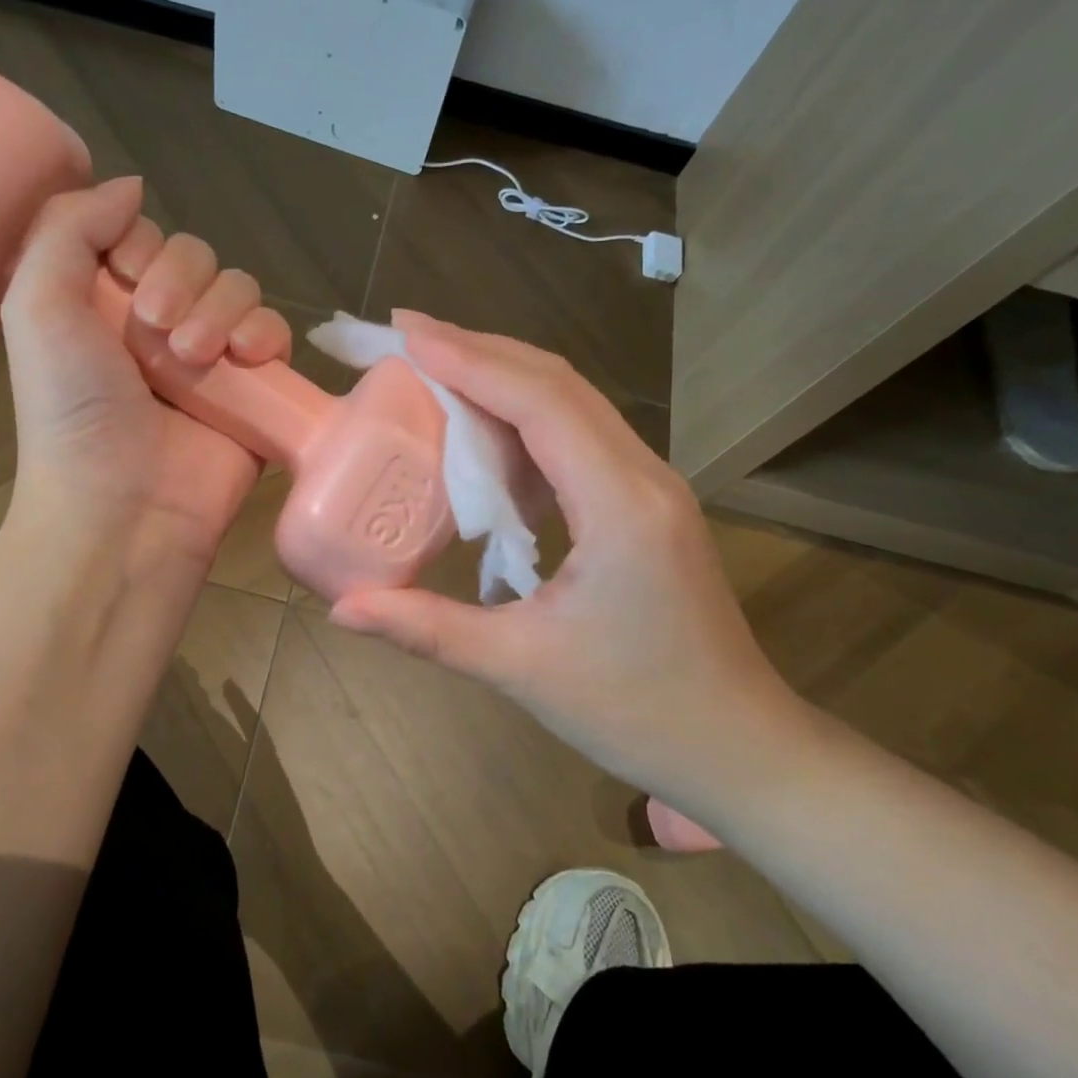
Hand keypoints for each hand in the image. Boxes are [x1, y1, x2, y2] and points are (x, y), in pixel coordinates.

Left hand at [0, 176, 291, 571]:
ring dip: (221, 310)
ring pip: (240, 289)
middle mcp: (161, 326)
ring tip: (196, 358)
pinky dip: (266, 334)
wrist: (125, 506)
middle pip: (198, 257)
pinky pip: (275, 332)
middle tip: (158, 329)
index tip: (129, 278)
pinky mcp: (254, 389)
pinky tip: (247, 359)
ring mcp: (212, 359)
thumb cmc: (73, 410)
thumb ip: (69, 228)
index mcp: (106, 305)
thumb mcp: (36, 306)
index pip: (146, 238)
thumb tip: (130, 186)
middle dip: (183, 282)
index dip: (143, 246)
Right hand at [327, 311, 820, 822]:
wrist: (736, 746)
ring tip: (435, 373)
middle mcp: (642, 475)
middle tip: (408, 337)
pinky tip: (484, 436)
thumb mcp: (520, 668)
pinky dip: (525, 420)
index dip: (469, 359)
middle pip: (558, 384)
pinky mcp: (644, 504)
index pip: (539, 402)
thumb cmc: (634, 711)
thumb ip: (427, 630)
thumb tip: (341, 610)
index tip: (406, 331)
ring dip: (504, 379)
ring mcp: (650, 486)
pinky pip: (579, 439)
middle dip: (480, 351)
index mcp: (618, 505)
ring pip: (572, 404)